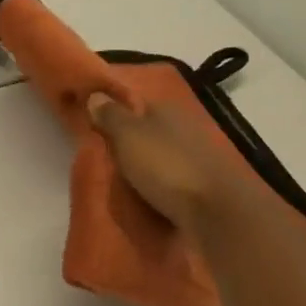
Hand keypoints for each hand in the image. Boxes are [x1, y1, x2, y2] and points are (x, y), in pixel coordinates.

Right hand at [85, 92, 241, 228]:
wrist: (214, 210)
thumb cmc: (165, 166)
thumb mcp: (128, 136)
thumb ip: (111, 116)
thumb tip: (95, 94)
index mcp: (166, 109)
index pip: (133, 104)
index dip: (112, 113)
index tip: (91, 127)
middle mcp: (183, 126)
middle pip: (146, 130)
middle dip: (127, 140)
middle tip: (101, 157)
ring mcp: (195, 155)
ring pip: (159, 153)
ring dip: (143, 163)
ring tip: (118, 180)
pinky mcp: (201, 183)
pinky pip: (170, 177)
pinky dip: (157, 182)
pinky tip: (144, 194)